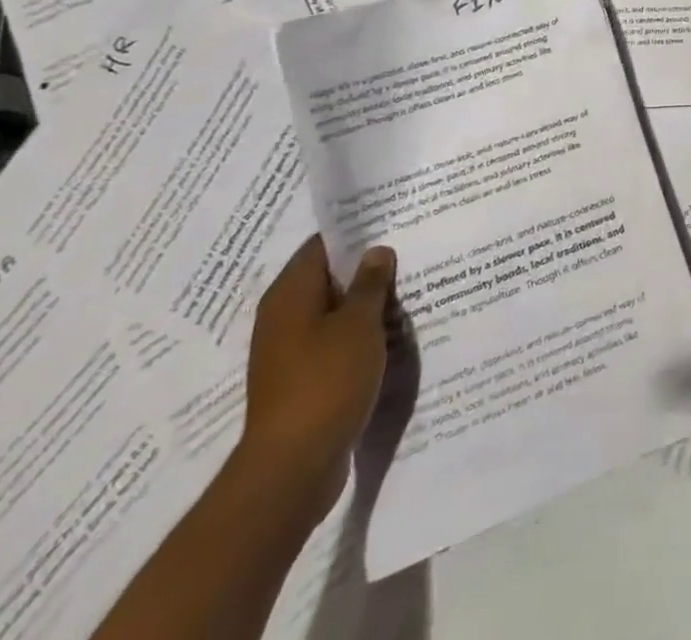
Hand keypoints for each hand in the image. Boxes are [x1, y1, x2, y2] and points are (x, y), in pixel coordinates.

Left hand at [237, 235, 403, 526]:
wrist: (292, 468)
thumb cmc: (326, 381)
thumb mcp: (358, 324)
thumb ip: (370, 283)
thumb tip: (376, 251)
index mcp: (290, 293)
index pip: (322, 245)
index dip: (356, 232)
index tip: (391, 222)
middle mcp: (282, 317)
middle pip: (327, 278)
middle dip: (365, 268)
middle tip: (408, 253)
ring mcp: (288, 352)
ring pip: (332, 313)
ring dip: (364, 305)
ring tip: (407, 291)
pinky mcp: (300, 381)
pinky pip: (332, 343)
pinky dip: (357, 336)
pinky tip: (389, 335)